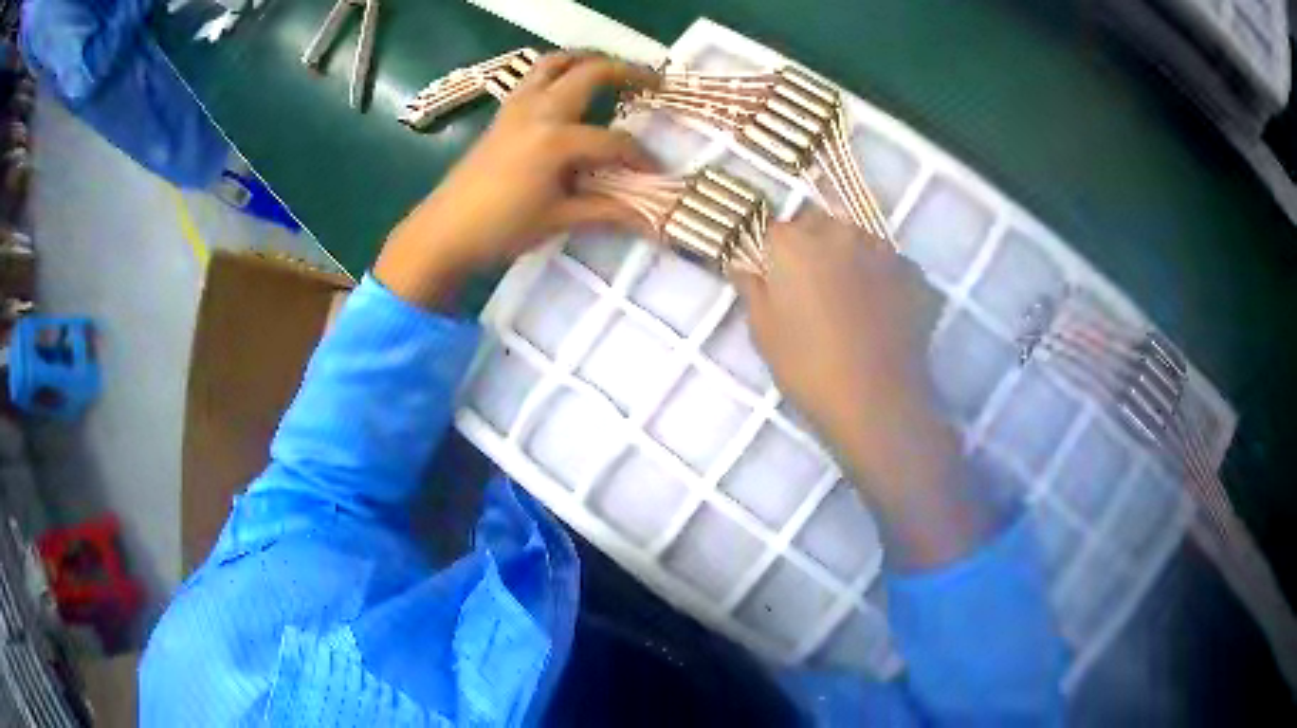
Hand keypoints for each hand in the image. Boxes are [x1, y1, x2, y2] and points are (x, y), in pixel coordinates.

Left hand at [376, 52, 657, 308]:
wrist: (444, 231)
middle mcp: (540, 111)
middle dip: (627, 72)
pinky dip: (557, 71)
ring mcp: (517, 106)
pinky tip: (568, 87)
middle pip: (590, 73)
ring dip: (587, 59)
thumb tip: (649, 219)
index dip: (639, 156)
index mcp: (556, 140)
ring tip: (611, 71)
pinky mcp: (503, 112)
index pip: (612, 141)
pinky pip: (534, 76)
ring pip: (555, 62)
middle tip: (653, 81)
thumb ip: (606, 211)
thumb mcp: (558, 220)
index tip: (656, 172)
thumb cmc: (501, 229)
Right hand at [734, 210, 992, 568]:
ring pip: (857, 239)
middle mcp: (838, 232)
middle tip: (814, 287)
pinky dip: (881, 275)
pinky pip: (888, 262)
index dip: (775, 254)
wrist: (877, 400)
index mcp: (794, 244)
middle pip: (819, 224)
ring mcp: (881, 249)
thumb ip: (752, 290)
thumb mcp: (764, 333)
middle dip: (813, 245)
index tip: (778, 279)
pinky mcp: (912, 271)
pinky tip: (881, 309)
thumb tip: (743, 266)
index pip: (775, 230)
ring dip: (849, 256)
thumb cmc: (808, 367)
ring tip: (852, 299)